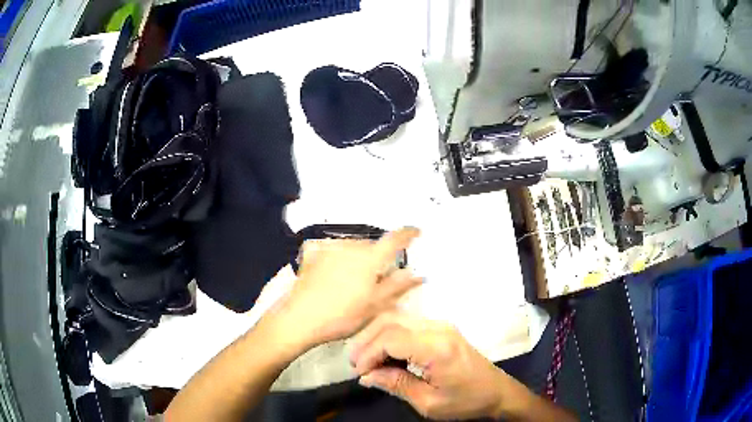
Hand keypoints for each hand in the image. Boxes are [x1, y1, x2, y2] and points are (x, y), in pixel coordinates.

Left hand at [271, 228, 422, 351]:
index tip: (416, 231)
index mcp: (370, 258)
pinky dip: (338, 256)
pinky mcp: (312, 253)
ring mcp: (329, 248)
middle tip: (378, 276)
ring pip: (352, 246)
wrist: (300, 318)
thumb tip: (419, 273)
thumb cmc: (343, 315)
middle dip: (378, 255)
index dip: (408, 234)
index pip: (394, 239)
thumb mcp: (375, 306)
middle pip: (371, 245)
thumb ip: (398, 287)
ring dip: (358, 256)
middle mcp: (351, 246)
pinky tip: (332, 271)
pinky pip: (332, 249)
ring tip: (353, 278)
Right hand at [350, 312, 513, 420]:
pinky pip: (408, 325)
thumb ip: (396, 385)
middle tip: (356, 364)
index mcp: (437, 348)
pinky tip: (385, 354)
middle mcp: (438, 328)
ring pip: (397, 319)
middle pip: (390, 321)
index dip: (368, 353)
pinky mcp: (442, 329)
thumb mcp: (428, 402)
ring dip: (376, 336)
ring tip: (366, 360)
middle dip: (367, 341)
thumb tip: (366, 376)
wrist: (497, 391)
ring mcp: (441, 325)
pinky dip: (390, 336)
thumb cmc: (465, 401)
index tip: (359, 373)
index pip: (390, 338)